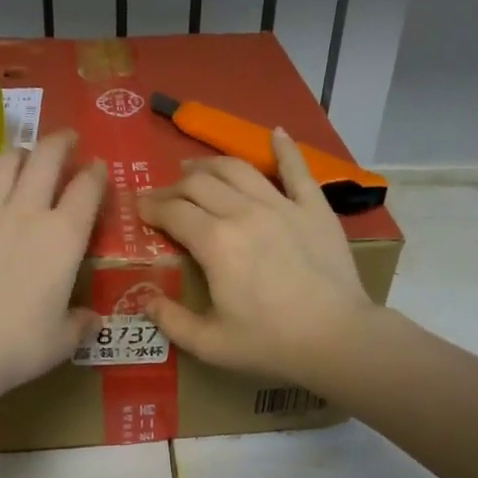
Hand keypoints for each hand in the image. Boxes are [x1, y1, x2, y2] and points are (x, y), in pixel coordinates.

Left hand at [0, 130, 106, 393]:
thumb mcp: (64, 338)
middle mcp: (27, 213)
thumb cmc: (22, 343)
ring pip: (2, 166)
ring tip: (21, 153)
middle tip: (65, 139)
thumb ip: (80, 323)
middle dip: (59, 142)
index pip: (87, 189)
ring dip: (16, 153)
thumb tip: (90, 320)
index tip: (98, 167)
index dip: (96, 173)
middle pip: (45, 160)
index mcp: (64, 236)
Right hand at [137, 129, 374, 382]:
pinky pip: (297, 170)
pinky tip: (276, 133)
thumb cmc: (270, 343)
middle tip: (164, 195)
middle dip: (174, 186)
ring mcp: (282, 205)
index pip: (173, 212)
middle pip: (199, 184)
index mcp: (215, 242)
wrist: (337, 338)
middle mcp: (243, 212)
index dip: (152, 207)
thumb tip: (145, 301)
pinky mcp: (314, 208)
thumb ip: (171, 321)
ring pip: (238, 169)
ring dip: (211, 164)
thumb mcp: (209, 343)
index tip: (140, 208)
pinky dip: (285, 149)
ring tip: (196, 166)